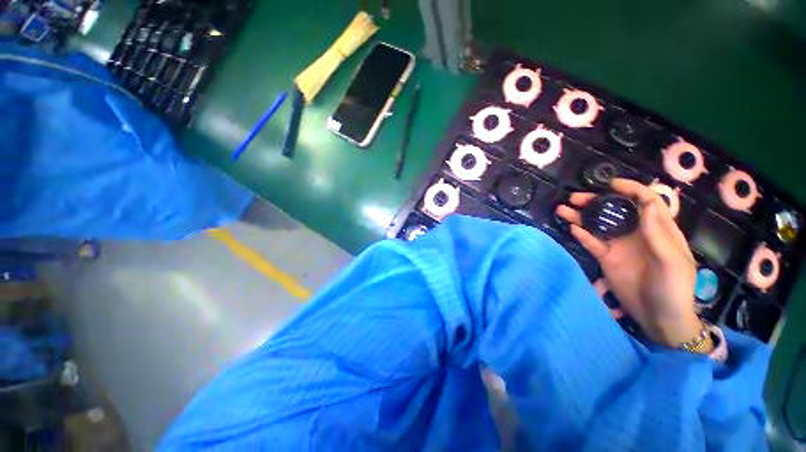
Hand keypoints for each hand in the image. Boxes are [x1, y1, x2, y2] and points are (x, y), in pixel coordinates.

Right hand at [556, 178, 701, 346]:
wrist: (660, 318)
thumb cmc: (674, 289)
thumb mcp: (673, 262)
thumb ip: (659, 234)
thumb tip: (647, 203)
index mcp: (659, 230)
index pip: (647, 201)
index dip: (631, 189)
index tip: (611, 184)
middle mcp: (637, 234)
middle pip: (616, 211)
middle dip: (597, 201)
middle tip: (576, 198)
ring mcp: (619, 246)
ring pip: (599, 225)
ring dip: (582, 216)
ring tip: (563, 209)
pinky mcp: (606, 258)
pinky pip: (592, 243)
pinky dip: (581, 235)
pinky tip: (571, 228)